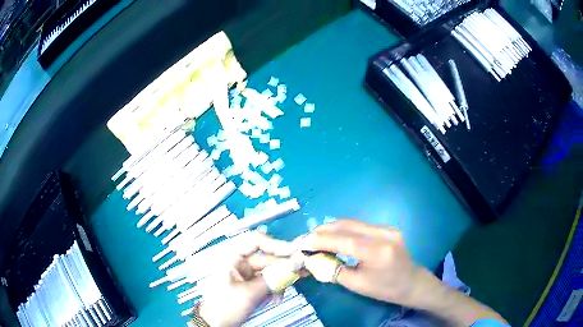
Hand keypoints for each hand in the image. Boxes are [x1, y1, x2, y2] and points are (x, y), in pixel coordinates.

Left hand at [196, 232, 295, 326]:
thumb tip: (295, 265)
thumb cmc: (226, 306)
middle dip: (283, 267)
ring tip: (282, 294)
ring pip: (270, 271)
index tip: (295, 254)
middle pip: (267, 257)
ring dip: (280, 281)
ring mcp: (245, 274)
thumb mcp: (250, 293)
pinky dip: (274, 288)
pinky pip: (268, 281)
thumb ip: (273, 279)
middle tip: (302, 272)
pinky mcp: (251, 284)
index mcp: (232, 256)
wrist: (216, 324)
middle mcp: (240, 261)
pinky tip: (275, 299)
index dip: (276, 245)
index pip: (256, 241)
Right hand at [298, 219, 428, 307]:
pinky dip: (343, 230)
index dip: (320, 240)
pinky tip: (334, 237)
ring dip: (332, 228)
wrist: (411, 282)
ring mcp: (387, 228)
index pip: (344, 240)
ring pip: (352, 223)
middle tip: (306, 239)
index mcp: (378, 252)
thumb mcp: (356, 285)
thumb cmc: (385, 289)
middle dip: (323, 230)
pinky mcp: (386, 227)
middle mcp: (384, 233)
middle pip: (347, 225)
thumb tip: (312, 260)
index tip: (302, 242)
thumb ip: (333, 270)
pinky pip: (359, 225)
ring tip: (316, 237)